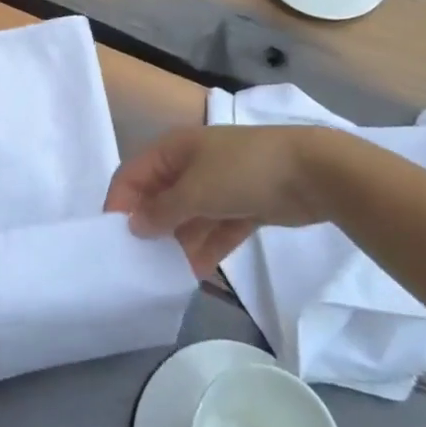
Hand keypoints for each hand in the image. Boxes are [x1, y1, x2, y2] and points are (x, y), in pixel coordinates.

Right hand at [104, 126, 336, 275]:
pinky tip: (195, 275)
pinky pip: (215, 229)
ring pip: (187, 217)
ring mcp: (219, 185)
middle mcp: (191, 165)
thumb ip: (162, 211)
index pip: (133, 175)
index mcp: (174, 150)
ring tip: (165, 277)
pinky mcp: (243, 205)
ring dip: (178, 243)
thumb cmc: (243, 171)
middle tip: (139, 265)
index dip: (119, 204)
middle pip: (159, 198)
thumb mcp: (195, 190)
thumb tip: (134, 225)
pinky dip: (206, 248)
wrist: (311, 171)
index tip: (113, 241)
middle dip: (149, 228)